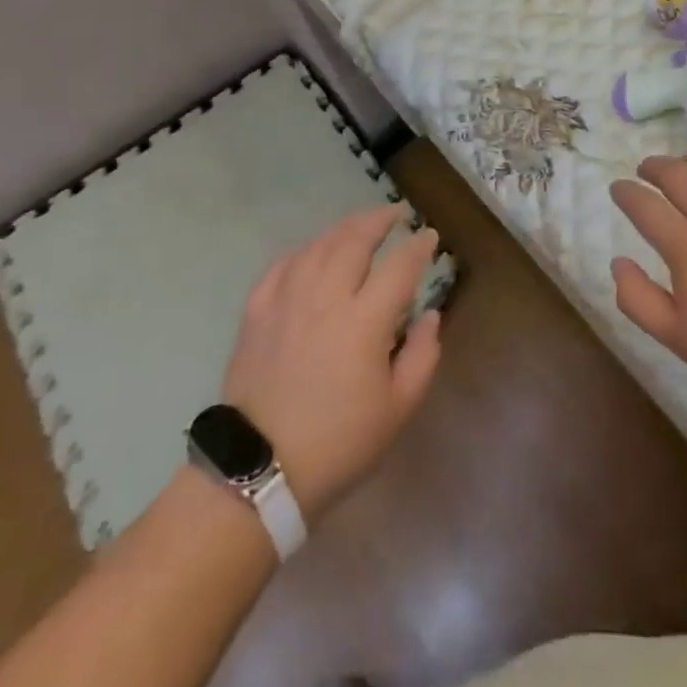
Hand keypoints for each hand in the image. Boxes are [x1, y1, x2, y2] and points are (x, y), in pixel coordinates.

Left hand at [224, 205, 441, 521]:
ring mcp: (286, 302)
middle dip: (379, 219)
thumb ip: (422, 355)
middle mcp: (325, 298)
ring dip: (343, 228)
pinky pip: (281, 266)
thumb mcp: (398, 409)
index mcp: (364, 321)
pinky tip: (311, 252)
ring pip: (318, 246)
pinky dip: (302, 251)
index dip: (419, 246)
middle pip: (354, 240)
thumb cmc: (338, 443)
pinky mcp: (256, 314)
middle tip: (396, 212)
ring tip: (359, 225)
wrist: (258, 474)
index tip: (430, 235)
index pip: (399, 266)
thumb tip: (429, 315)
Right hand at [609, 154, 686, 403]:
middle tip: (644, 170)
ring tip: (683, 168)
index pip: (643, 204)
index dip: (625, 192)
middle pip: (675, 172)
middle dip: (653, 167)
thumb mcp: (677, 337)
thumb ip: (637, 299)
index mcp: (686, 243)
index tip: (617, 188)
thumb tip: (618, 261)